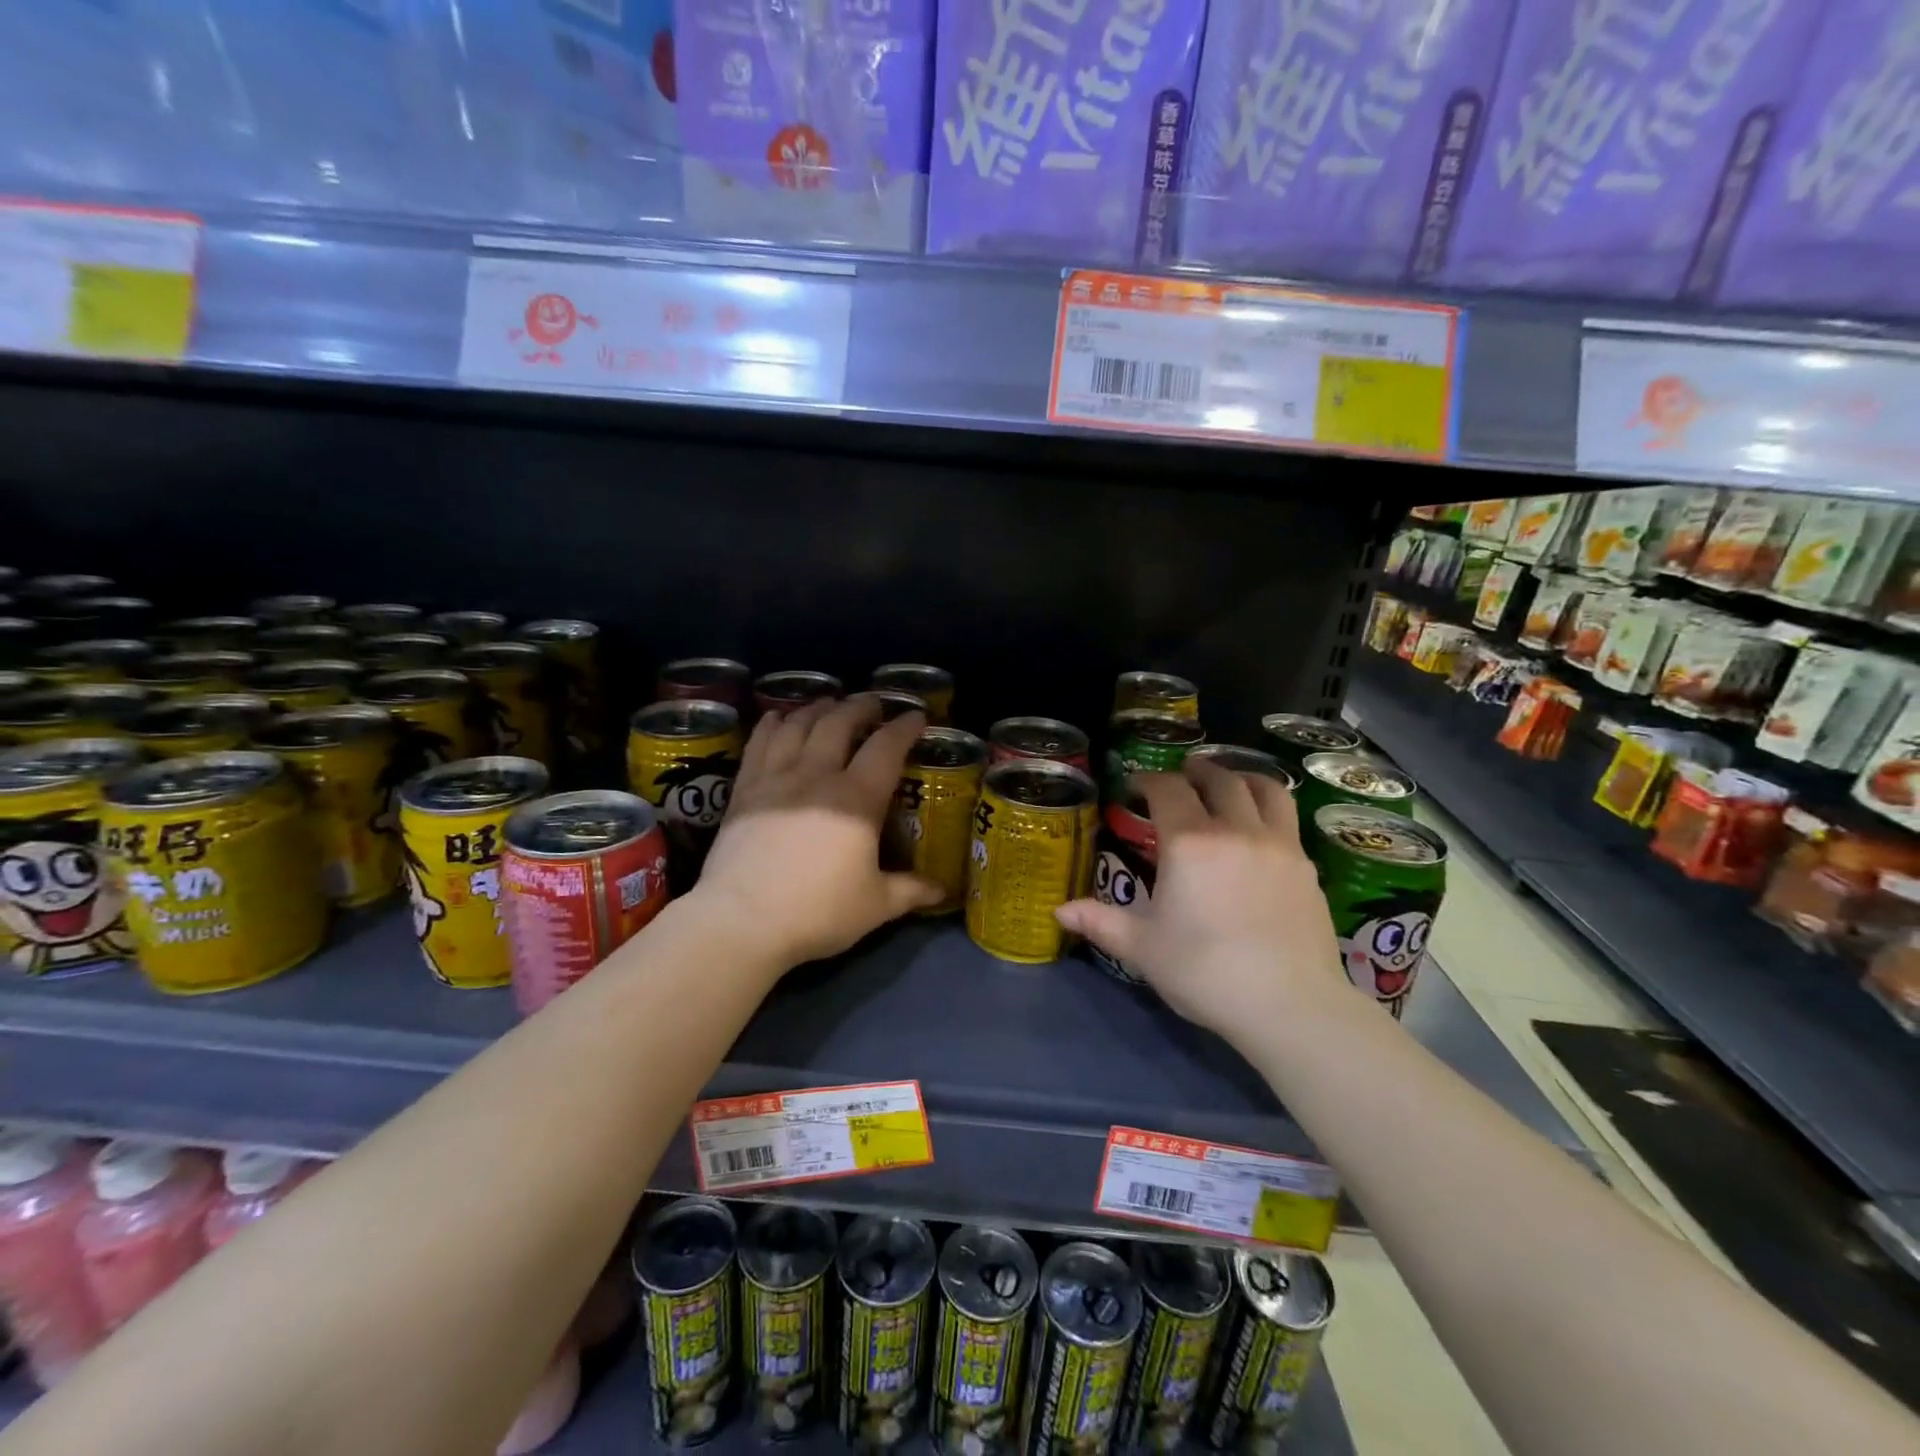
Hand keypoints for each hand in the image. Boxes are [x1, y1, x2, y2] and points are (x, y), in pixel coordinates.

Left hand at [692, 697, 942, 968]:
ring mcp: (776, 778)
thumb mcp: (875, 905)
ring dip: (818, 708)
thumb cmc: (817, 912)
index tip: (916, 716)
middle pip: (839, 723)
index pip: (886, 747)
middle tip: (872, 703)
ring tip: (829, 703)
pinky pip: (759, 742)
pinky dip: (772, 723)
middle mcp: (817, 775)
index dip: (904, 727)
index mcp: (856, 799)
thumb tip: (941, 891)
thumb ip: (910, 891)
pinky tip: (777, 717)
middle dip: (860, 706)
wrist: (742, 921)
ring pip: (798, 725)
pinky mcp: (744, 790)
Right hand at [1055, 762, 1346, 1043]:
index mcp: (1188, 843)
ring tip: (1229, 783)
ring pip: (1263, 789)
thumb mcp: (1143, 948)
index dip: (1148, 780)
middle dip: (1196, 771)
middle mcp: (1234, 830)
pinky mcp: (1306, 865)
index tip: (1135, 787)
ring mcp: (1277, 844)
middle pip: (1218, 780)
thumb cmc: (1205, 972)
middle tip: (1183, 775)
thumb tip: (1060, 912)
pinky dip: (1268, 807)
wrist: (1289, 1005)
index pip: (1167, 789)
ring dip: (1240, 778)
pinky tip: (1259, 828)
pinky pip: (1287, 818)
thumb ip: (1101, 922)